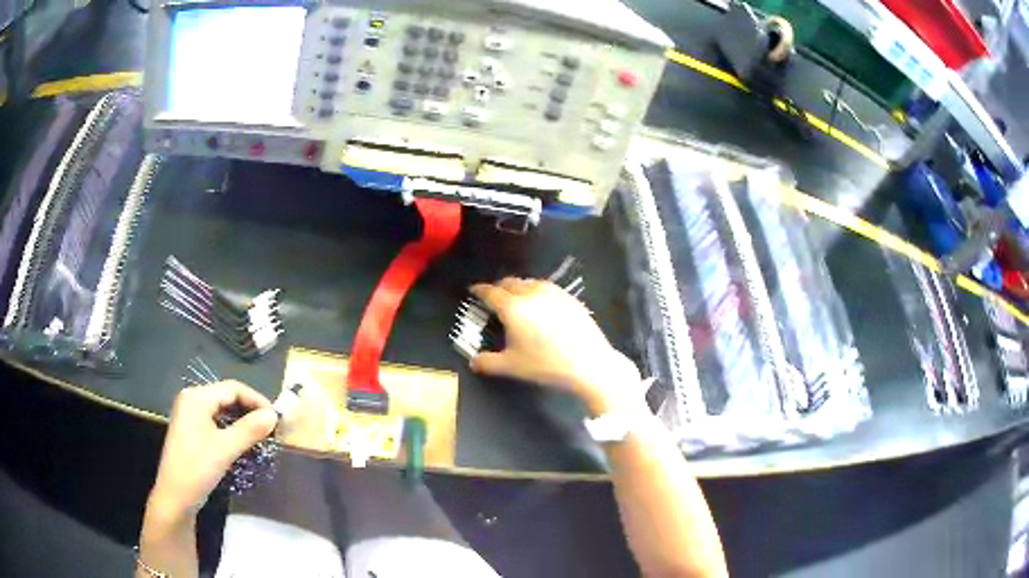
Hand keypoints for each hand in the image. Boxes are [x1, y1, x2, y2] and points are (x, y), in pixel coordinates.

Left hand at [147, 381, 277, 526]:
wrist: (176, 496)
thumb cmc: (197, 468)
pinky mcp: (191, 430)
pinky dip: (231, 429)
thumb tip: (274, 415)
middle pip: (227, 396)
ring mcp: (189, 415)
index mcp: (197, 397)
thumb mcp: (225, 448)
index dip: (256, 400)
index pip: (233, 388)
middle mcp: (192, 400)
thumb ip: (250, 429)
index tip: (276, 418)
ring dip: (242, 421)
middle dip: (250, 410)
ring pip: (222, 410)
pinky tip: (242, 442)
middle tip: (271, 428)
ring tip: (261, 436)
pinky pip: (215, 421)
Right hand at [470, 278, 641, 413]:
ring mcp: (553, 293)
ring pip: (529, 282)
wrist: (589, 363)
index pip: (491, 292)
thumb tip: (473, 362)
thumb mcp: (512, 367)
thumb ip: (488, 363)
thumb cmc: (546, 364)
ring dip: (518, 287)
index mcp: (513, 307)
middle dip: (499, 288)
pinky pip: (547, 288)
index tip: (474, 290)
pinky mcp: (569, 297)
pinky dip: (537, 291)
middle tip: (494, 298)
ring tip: (517, 300)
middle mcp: (531, 293)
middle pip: (510, 283)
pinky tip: (541, 305)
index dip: (480, 290)